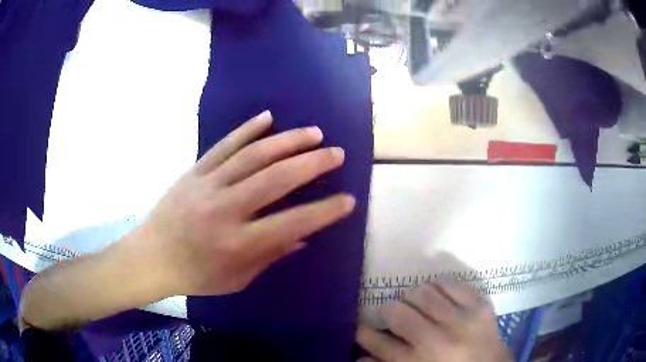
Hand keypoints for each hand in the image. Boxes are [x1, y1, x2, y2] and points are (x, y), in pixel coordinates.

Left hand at [141, 110, 354, 295]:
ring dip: (287, 141)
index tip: (348, 200)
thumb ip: (271, 255)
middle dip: (312, 163)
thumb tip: (303, 235)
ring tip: (313, 132)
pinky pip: (224, 145)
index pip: (292, 223)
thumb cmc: (195, 276)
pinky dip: (247, 129)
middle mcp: (225, 209)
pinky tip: (268, 117)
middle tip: (336, 153)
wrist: (152, 256)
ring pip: (253, 155)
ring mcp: (208, 184)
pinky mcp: (195, 171)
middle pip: (275, 179)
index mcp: (237, 243)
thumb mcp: (237, 278)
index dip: (324, 211)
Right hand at [357, 281, 511, 361]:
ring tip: (415, 305)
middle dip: (386, 310)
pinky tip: (437, 296)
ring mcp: (462, 320)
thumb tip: (359, 357)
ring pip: (422, 293)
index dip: (362, 330)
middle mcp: (437, 341)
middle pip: (397, 313)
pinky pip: (450, 283)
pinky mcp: (480, 305)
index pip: (377, 343)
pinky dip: (438, 286)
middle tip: (390, 314)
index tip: (357, 323)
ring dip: (412, 297)